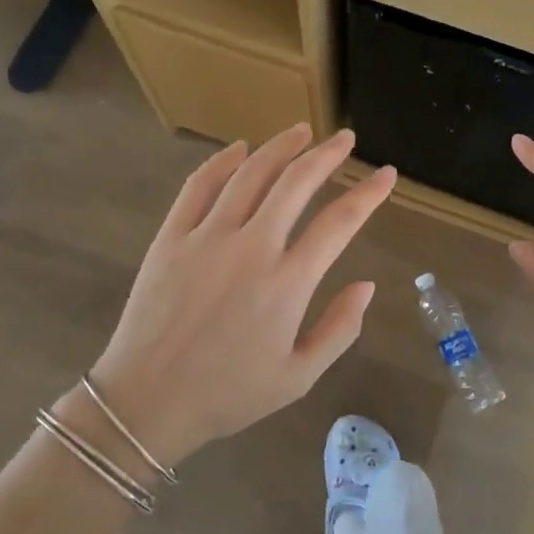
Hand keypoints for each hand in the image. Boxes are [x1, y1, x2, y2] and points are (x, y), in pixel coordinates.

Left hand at [83, 124, 396, 465]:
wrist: (146, 402)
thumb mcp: (299, 377)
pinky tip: (239, 149)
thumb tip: (368, 285)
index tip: (387, 174)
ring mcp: (207, 237)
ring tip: (302, 131)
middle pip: (297, 183)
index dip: (369, 193)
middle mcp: (252, 248)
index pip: (340, 222)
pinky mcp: (172, 237)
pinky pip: (199, 186)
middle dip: (327, 154)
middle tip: (345, 139)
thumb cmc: (228, 394)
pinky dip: (222, 162)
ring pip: (251, 174)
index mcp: (288, 282)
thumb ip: (340, 329)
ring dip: (281, 147)